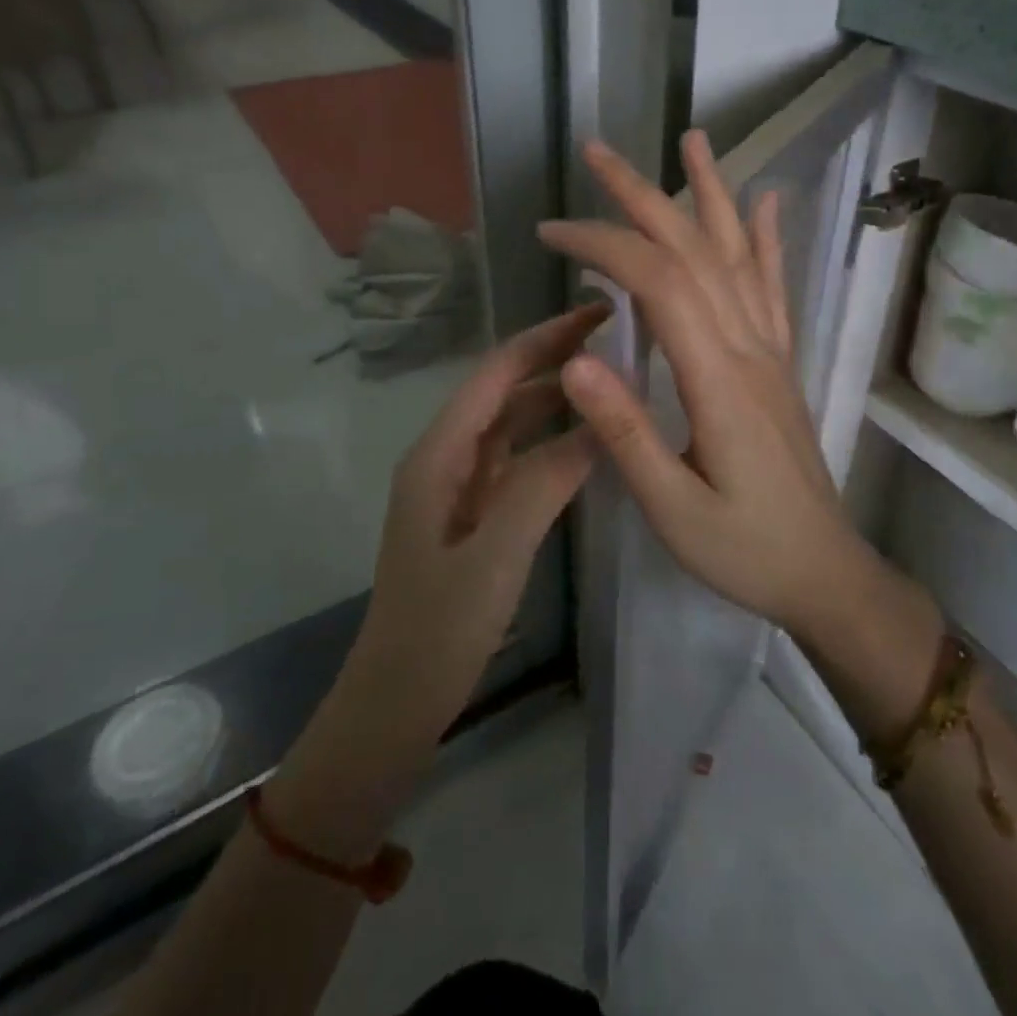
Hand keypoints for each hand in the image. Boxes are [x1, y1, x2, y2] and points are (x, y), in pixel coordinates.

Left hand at [354, 303, 608, 738]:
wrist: (396, 703)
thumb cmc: (438, 629)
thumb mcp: (495, 554)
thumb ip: (544, 483)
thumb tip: (598, 423)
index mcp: (439, 454)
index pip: (497, 373)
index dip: (546, 337)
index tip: (599, 312)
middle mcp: (446, 457)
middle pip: (506, 391)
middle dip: (556, 360)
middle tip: (620, 340)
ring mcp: (461, 486)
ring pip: (514, 425)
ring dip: (557, 399)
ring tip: (613, 381)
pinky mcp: (475, 514)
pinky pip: (519, 460)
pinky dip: (553, 442)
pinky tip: (589, 442)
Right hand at [539, 132, 877, 635]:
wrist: (824, 572)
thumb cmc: (744, 549)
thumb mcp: (673, 509)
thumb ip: (626, 432)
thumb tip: (578, 357)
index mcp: (717, 379)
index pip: (658, 281)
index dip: (603, 244)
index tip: (552, 232)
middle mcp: (749, 347)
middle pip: (696, 249)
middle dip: (643, 194)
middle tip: (597, 151)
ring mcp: (770, 350)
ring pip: (740, 254)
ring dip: (710, 194)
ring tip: (691, 140)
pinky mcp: (779, 362)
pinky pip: (775, 287)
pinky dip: (768, 238)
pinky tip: (766, 201)